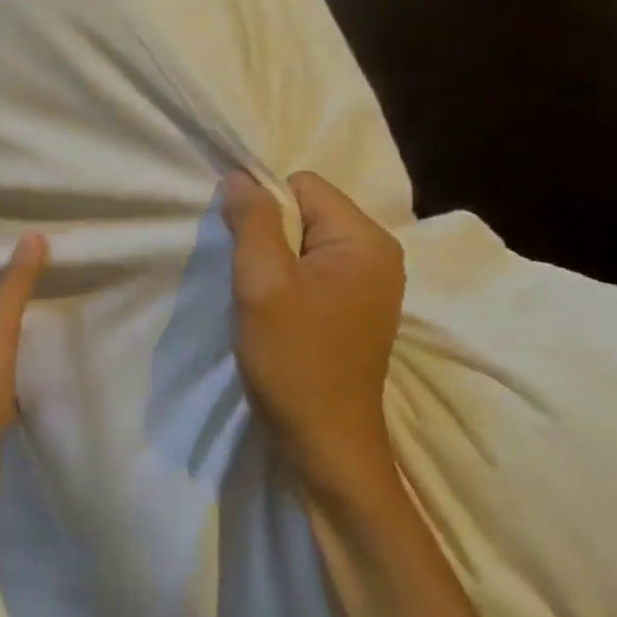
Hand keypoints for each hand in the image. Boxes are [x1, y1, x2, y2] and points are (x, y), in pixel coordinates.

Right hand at [223, 170, 404, 508]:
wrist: (324, 440)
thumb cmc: (293, 357)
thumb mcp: (263, 282)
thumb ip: (252, 220)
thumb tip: (239, 176)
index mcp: (365, 239)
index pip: (302, 186)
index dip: (264, 207)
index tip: (245, 250)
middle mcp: (378, 253)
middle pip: (306, 211)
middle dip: (269, 236)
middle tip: (253, 280)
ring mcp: (370, 284)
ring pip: (305, 243)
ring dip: (274, 262)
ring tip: (262, 299)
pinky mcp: (355, 309)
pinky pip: (313, 271)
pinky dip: (287, 283)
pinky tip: (276, 314)